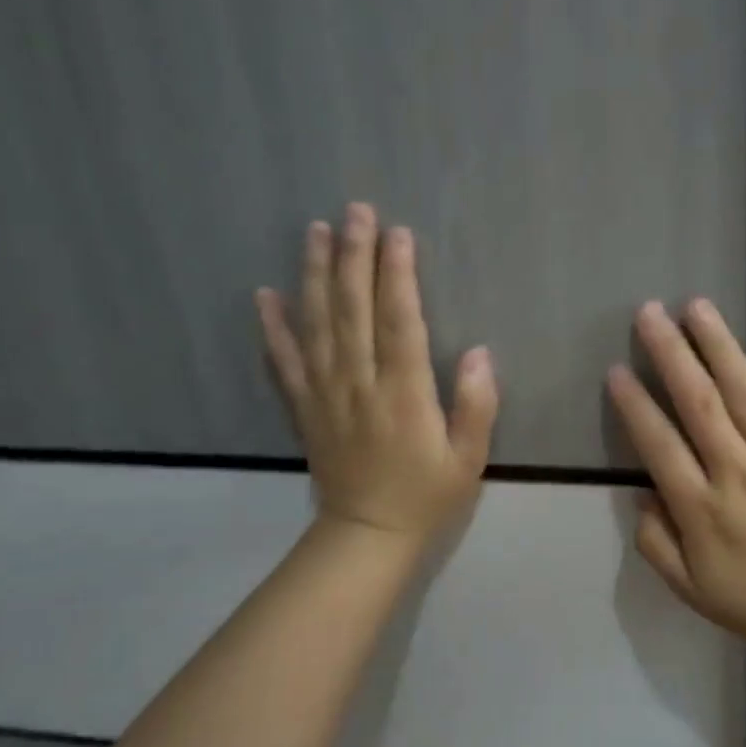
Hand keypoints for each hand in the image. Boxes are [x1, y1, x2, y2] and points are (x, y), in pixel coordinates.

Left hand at [257, 204, 497, 543]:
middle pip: (354, 310)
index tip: (397, 233)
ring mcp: (326, 394)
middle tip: (355, 211)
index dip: (398, 274)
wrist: (367, 535)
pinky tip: (266, 294)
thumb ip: (476, 405)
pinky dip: (273, 327)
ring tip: (315, 231)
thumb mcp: (468, 458)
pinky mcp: (305, 408)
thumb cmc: (426, 495)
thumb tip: (479, 352)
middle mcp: (360, 384)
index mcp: (404, 394)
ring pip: (317, 324)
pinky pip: (284, 362)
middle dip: (355, 256)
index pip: (400, 321)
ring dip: (316, 275)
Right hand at [606, 300, 745, 659]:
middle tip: (648, 313)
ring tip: (698, 307)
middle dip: (670, 356)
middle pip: (699, 405)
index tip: (616, 370)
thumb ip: (656, 544)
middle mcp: (740, 474)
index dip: (635, 406)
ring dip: (721, 348)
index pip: (659, 446)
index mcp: (702, 509)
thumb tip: (640, 493)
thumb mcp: (691, 592)